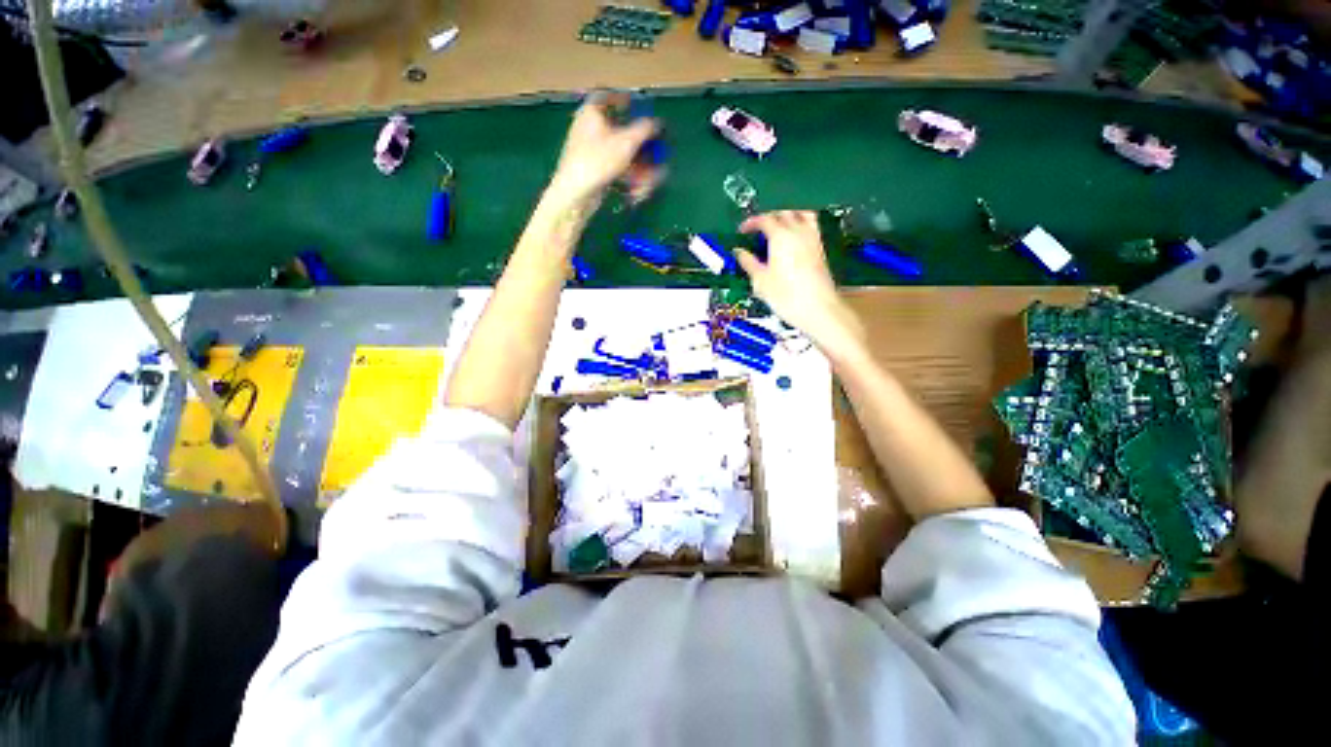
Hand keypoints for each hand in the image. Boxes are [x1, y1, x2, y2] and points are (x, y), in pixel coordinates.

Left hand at [548, 91, 662, 208]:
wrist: (575, 193)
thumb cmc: (598, 161)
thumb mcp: (626, 143)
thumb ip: (644, 129)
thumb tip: (656, 123)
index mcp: (592, 112)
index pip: (606, 95)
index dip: (622, 98)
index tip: (636, 104)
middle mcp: (588, 128)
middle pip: (618, 130)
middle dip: (639, 144)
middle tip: (653, 151)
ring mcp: (589, 150)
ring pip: (618, 152)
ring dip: (636, 164)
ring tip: (648, 179)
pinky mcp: (592, 170)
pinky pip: (613, 167)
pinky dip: (626, 174)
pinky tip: (636, 188)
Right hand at [735, 211, 863, 351]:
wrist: (818, 308)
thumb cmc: (786, 296)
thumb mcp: (760, 281)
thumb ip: (748, 263)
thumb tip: (739, 252)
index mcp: (780, 236)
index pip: (764, 220)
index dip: (751, 223)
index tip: (742, 230)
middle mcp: (798, 231)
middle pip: (783, 213)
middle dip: (768, 218)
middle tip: (757, 230)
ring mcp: (813, 238)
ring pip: (800, 215)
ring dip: (787, 216)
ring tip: (777, 228)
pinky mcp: (820, 248)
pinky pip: (811, 226)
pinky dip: (800, 225)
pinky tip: (793, 239)